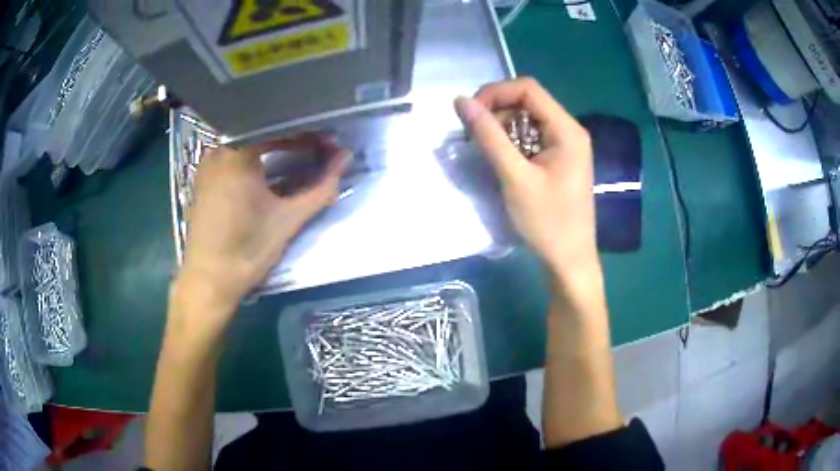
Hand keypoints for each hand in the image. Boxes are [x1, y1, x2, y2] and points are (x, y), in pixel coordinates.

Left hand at [175, 139, 346, 319]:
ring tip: (300, 156)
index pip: (278, 126)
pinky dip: (255, 158)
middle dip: (293, 137)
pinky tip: (270, 171)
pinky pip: (233, 156)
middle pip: (262, 131)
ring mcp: (207, 164)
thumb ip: (321, 187)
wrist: (210, 281)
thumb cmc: (247, 250)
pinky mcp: (203, 179)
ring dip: (274, 147)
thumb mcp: (288, 219)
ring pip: (247, 143)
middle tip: (318, 148)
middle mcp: (218, 150)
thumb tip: (346, 159)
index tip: (328, 140)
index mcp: (236, 153)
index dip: (308, 131)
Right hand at [454, 77, 597, 279]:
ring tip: (484, 148)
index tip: (470, 115)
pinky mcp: (559, 159)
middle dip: (496, 110)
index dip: (495, 93)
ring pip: (528, 118)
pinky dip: (512, 141)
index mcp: (566, 129)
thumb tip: (461, 101)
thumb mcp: (515, 177)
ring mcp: (566, 145)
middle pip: (528, 101)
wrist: (569, 260)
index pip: (527, 88)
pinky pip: (532, 137)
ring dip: (502, 126)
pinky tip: (500, 158)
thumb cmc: (547, 222)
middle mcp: (569, 130)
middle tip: (473, 135)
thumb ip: (489, 136)